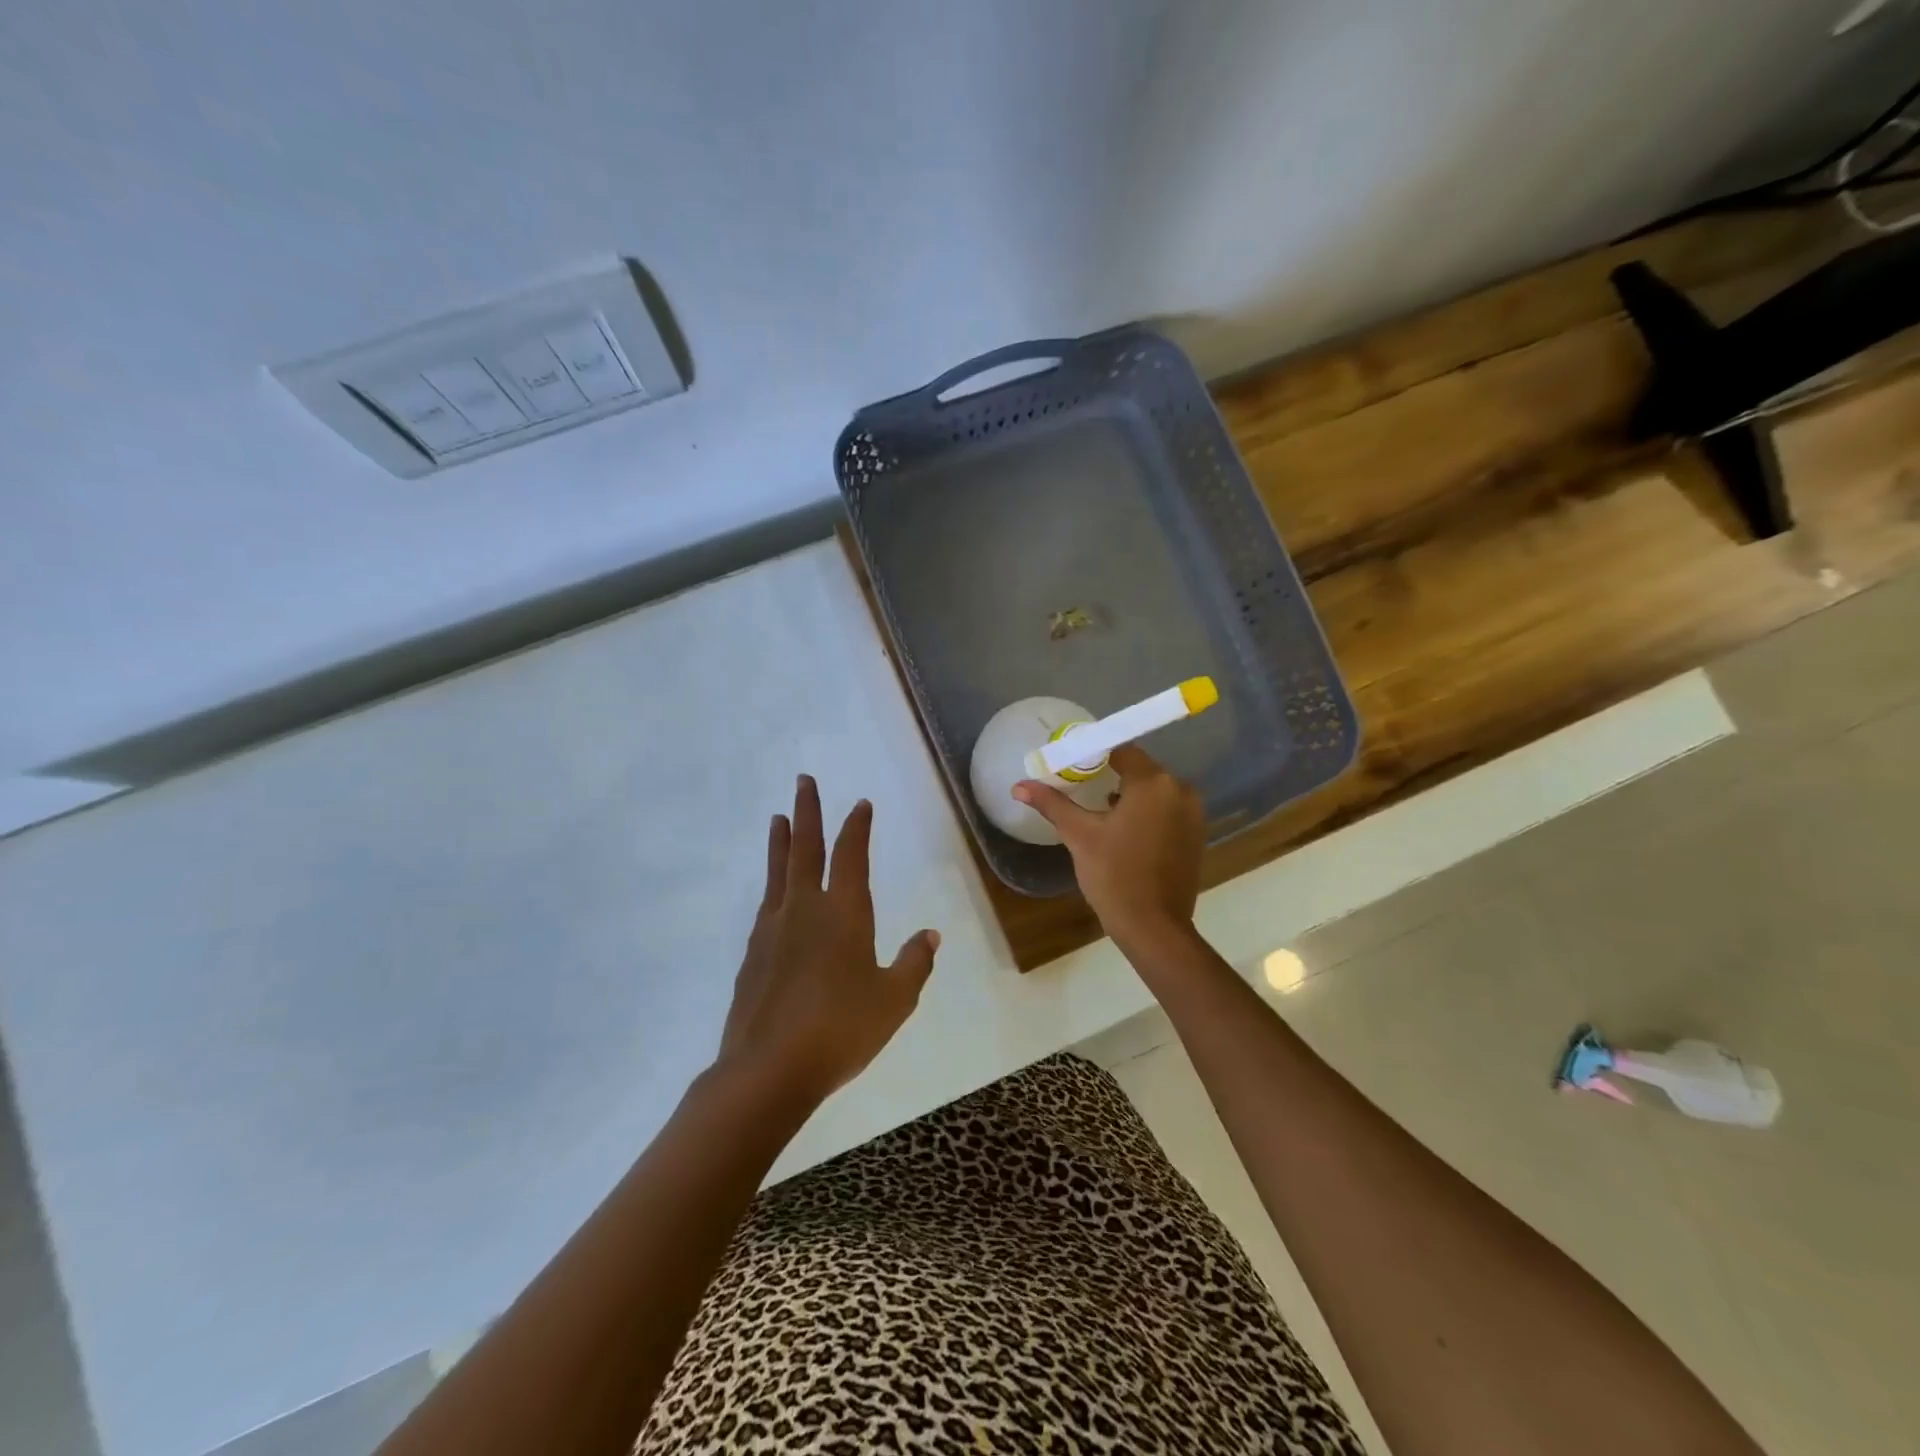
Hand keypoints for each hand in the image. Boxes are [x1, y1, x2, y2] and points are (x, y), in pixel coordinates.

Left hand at [717, 776, 939, 1102]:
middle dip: (808, 811)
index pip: (851, 855)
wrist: (768, 1069)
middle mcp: (805, 909)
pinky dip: (772, 882)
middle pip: (805, 847)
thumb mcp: (894, 1000)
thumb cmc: (841, 1030)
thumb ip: (914, 964)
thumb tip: (931, 935)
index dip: (857, 826)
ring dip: (781, 840)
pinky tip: (774, 891)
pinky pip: (766, 903)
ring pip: (778, 870)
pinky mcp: (753, 953)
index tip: (860, 804)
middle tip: (804, 781)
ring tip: (779, 817)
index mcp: (844, 913)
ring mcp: (773, 928)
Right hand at [1014, 746, 1204, 948]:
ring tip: (1099, 810)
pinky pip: (1167, 810)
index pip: (1121, 750)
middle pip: (1140, 769)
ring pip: (1154, 791)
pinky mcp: (1196, 835)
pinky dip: (1146, 812)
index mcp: (1153, 783)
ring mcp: (1193, 814)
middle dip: (1110, 774)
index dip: (1094, 754)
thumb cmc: (1114, 875)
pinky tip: (1123, 830)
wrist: (1154, 928)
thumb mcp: (1079, 835)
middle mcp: (1180, 790)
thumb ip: (1052, 803)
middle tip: (1080, 786)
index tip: (1071, 765)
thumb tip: (1018, 786)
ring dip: (1129, 795)